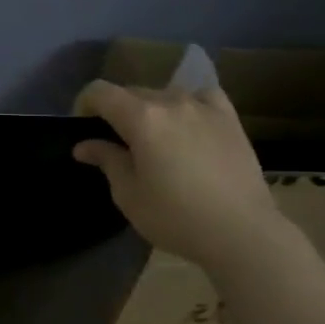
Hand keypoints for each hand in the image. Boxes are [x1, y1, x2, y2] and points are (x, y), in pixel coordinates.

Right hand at [72, 79, 291, 270]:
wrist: (242, 232)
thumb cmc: (176, 218)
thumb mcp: (130, 195)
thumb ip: (107, 161)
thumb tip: (85, 145)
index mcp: (141, 118)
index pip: (101, 92)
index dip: (84, 104)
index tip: (82, 127)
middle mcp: (171, 101)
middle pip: (132, 92)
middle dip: (117, 111)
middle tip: (116, 143)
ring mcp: (204, 106)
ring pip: (165, 94)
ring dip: (151, 109)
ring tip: (154, 138)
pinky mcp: (229, 117)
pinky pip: (201, 96)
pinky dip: (187, 104)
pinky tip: (188, 122)